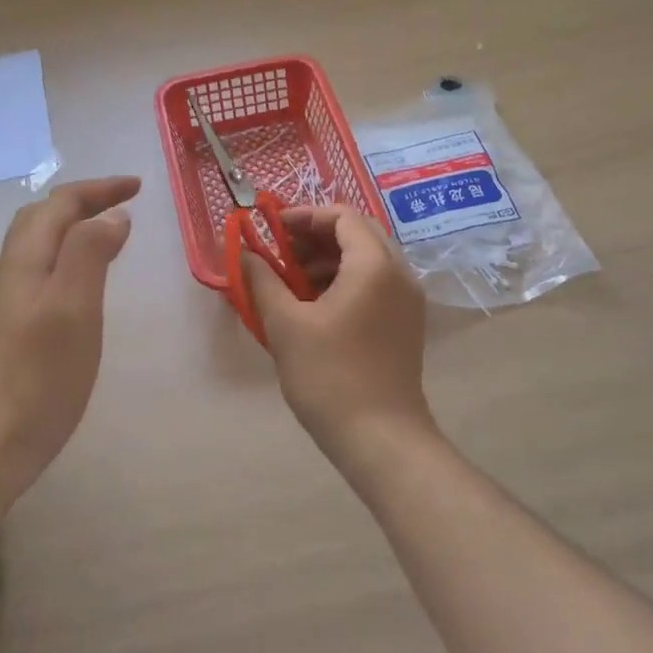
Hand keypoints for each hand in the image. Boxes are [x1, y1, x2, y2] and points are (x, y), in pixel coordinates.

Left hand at [0, 176, 139, 492]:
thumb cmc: (38, 374)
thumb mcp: (73, 306)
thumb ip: (90, 253)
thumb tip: (113, 215)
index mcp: (27, 260)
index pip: (60, 204)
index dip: (98, 189)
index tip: (139, 187)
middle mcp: (14, 273)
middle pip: (42, 218)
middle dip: (83, 200)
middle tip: (123, 202)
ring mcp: (10, 303)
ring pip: (40, 246)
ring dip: (74, 227)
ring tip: (107, 232)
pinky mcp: (14, 330)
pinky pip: (43, 273)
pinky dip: (69, 258)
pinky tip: (82, 283)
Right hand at [241, 206, 433, 454]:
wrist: (380, 437)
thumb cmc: (329, 375)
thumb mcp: (286, 325)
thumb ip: (262, 280)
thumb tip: (243, 253)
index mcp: (374, 265)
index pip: (343, 216)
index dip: (305, 216)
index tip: (273, 230)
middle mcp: (400, 274)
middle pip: (359, 233)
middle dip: (317, 236)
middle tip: (281, 252)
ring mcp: (408, 300)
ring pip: (369, 259)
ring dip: (330, 259)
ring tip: (292, 281)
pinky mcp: (406, 323)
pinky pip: (376, 284)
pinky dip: (346, 281)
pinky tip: (316, 306)